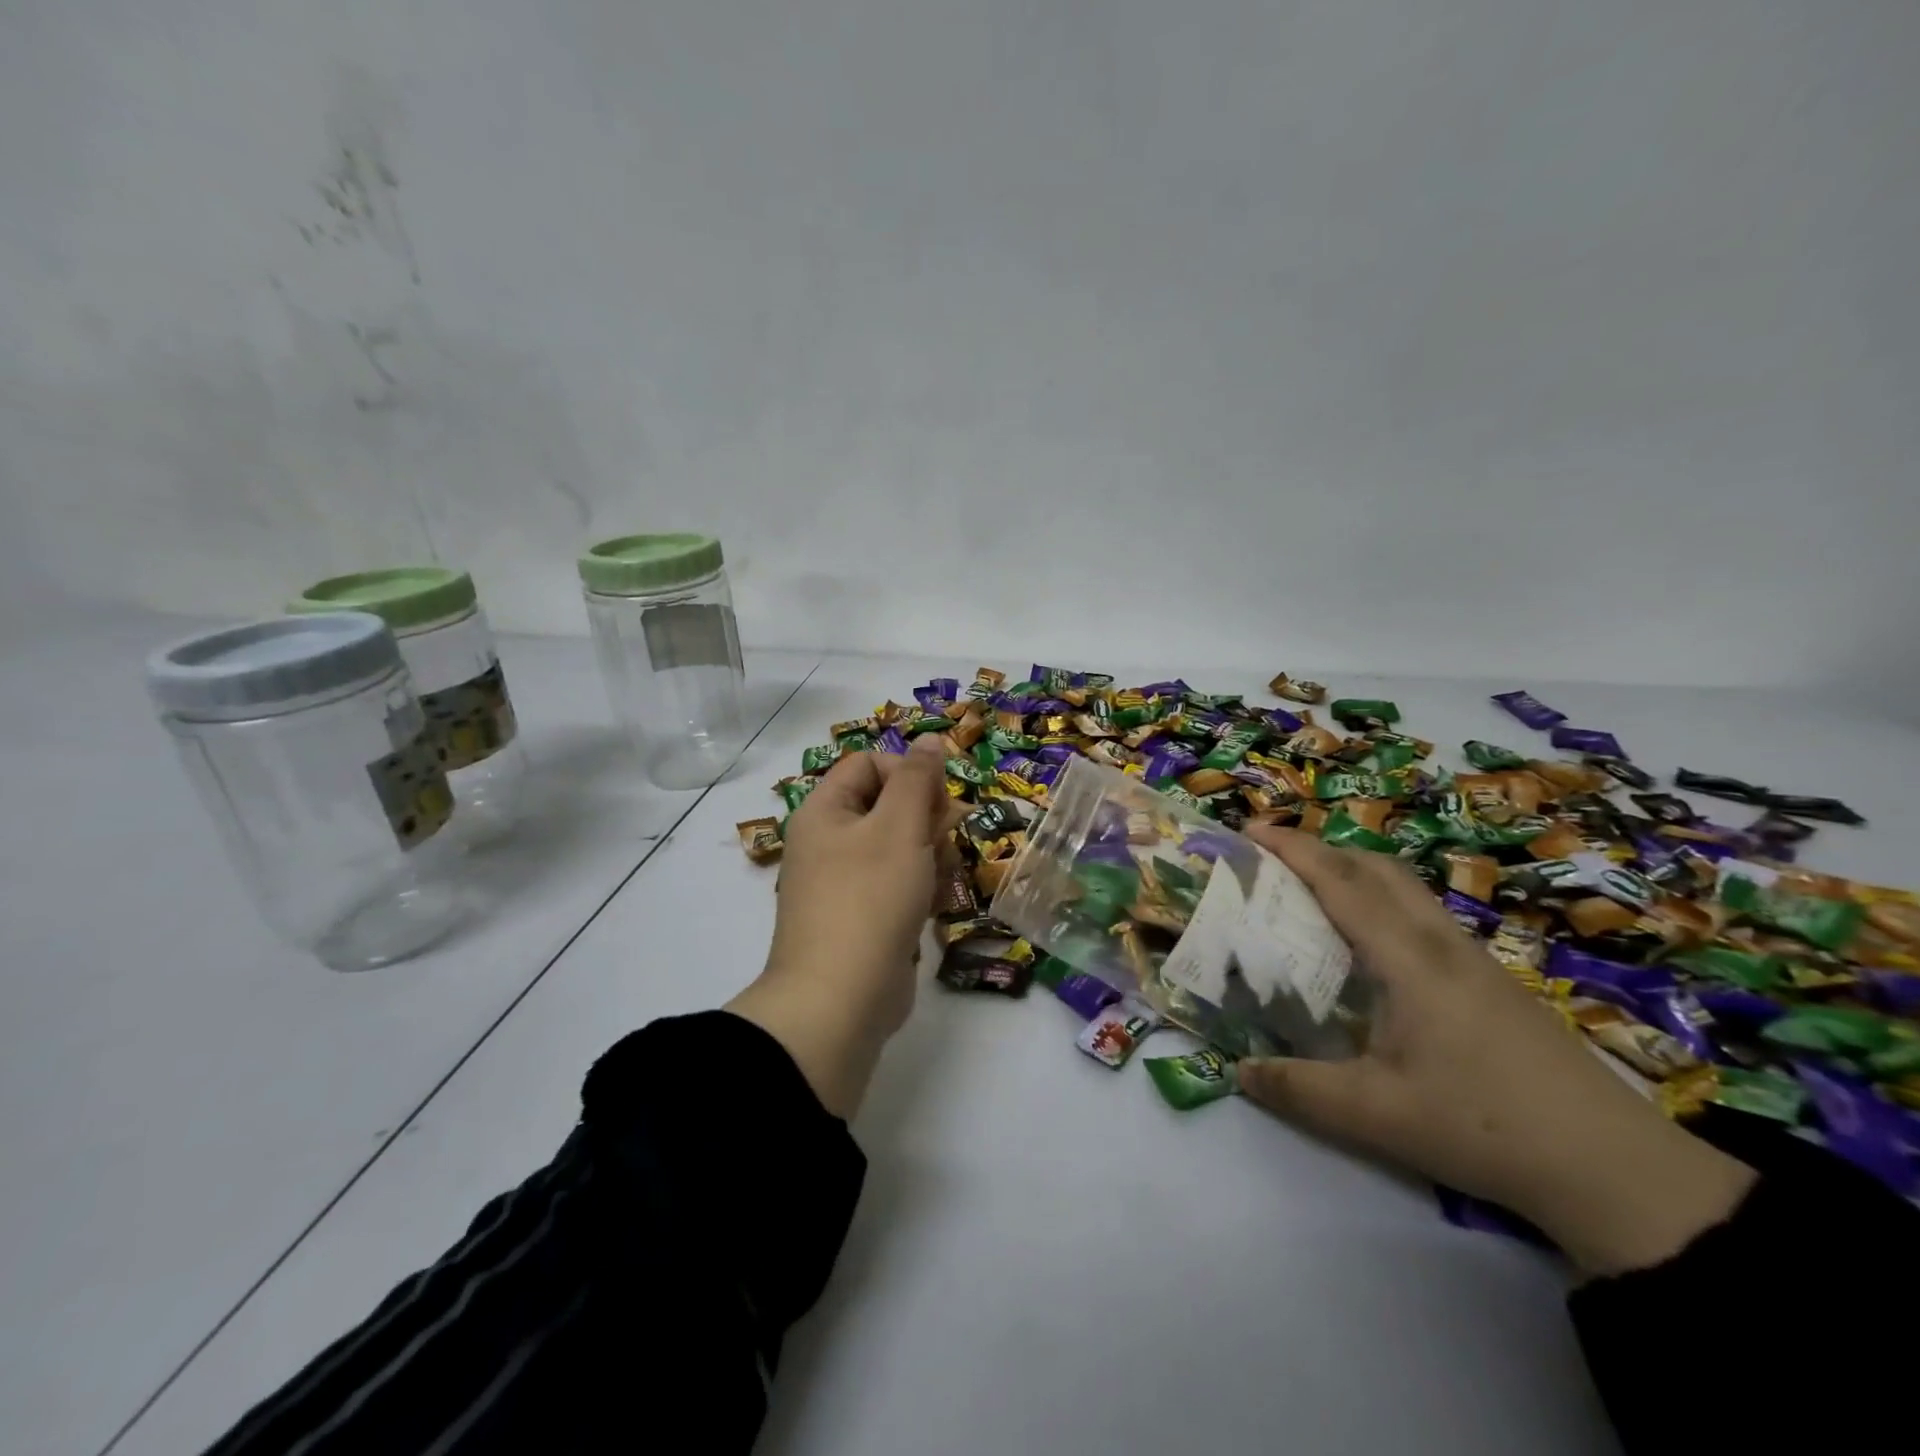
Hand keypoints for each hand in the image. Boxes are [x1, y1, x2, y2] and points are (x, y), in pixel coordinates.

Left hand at [728, 735, 956, 1117]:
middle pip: (888, 804)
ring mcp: (845, 883)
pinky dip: (920, 888)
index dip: (908, 771)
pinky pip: (898, 885)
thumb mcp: (900, 827)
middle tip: (949, 836)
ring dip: (930, 854)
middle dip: (926, 817)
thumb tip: (928, 739)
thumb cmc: (870, 899)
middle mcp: (829, 842)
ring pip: (900, 847)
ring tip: (940, 878)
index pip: (869, 764)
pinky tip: (935, 905)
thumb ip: (917, 778)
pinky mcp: (864, 918)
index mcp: (824, 811)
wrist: (840, 1001)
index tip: (939, 797)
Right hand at [1236, 825, 1755, 1276]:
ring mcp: (1474, 961)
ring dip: (1354, 873)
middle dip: (1322, 849)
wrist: (1619, 1171)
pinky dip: (1381, 903)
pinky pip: (1423, 916)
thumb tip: (1239, 1071)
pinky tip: (1371, 948)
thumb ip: (1298, 1089)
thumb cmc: (1486, 1128)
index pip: (1342, 883)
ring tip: (1312, 894)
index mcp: (1409, 960)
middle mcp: (1441, 944)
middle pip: (1378, 868)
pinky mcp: (1493, 983)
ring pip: (1407, 889)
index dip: (1293, 849)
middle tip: (1274, 860)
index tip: (1249, 830)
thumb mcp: (1376, 1116)